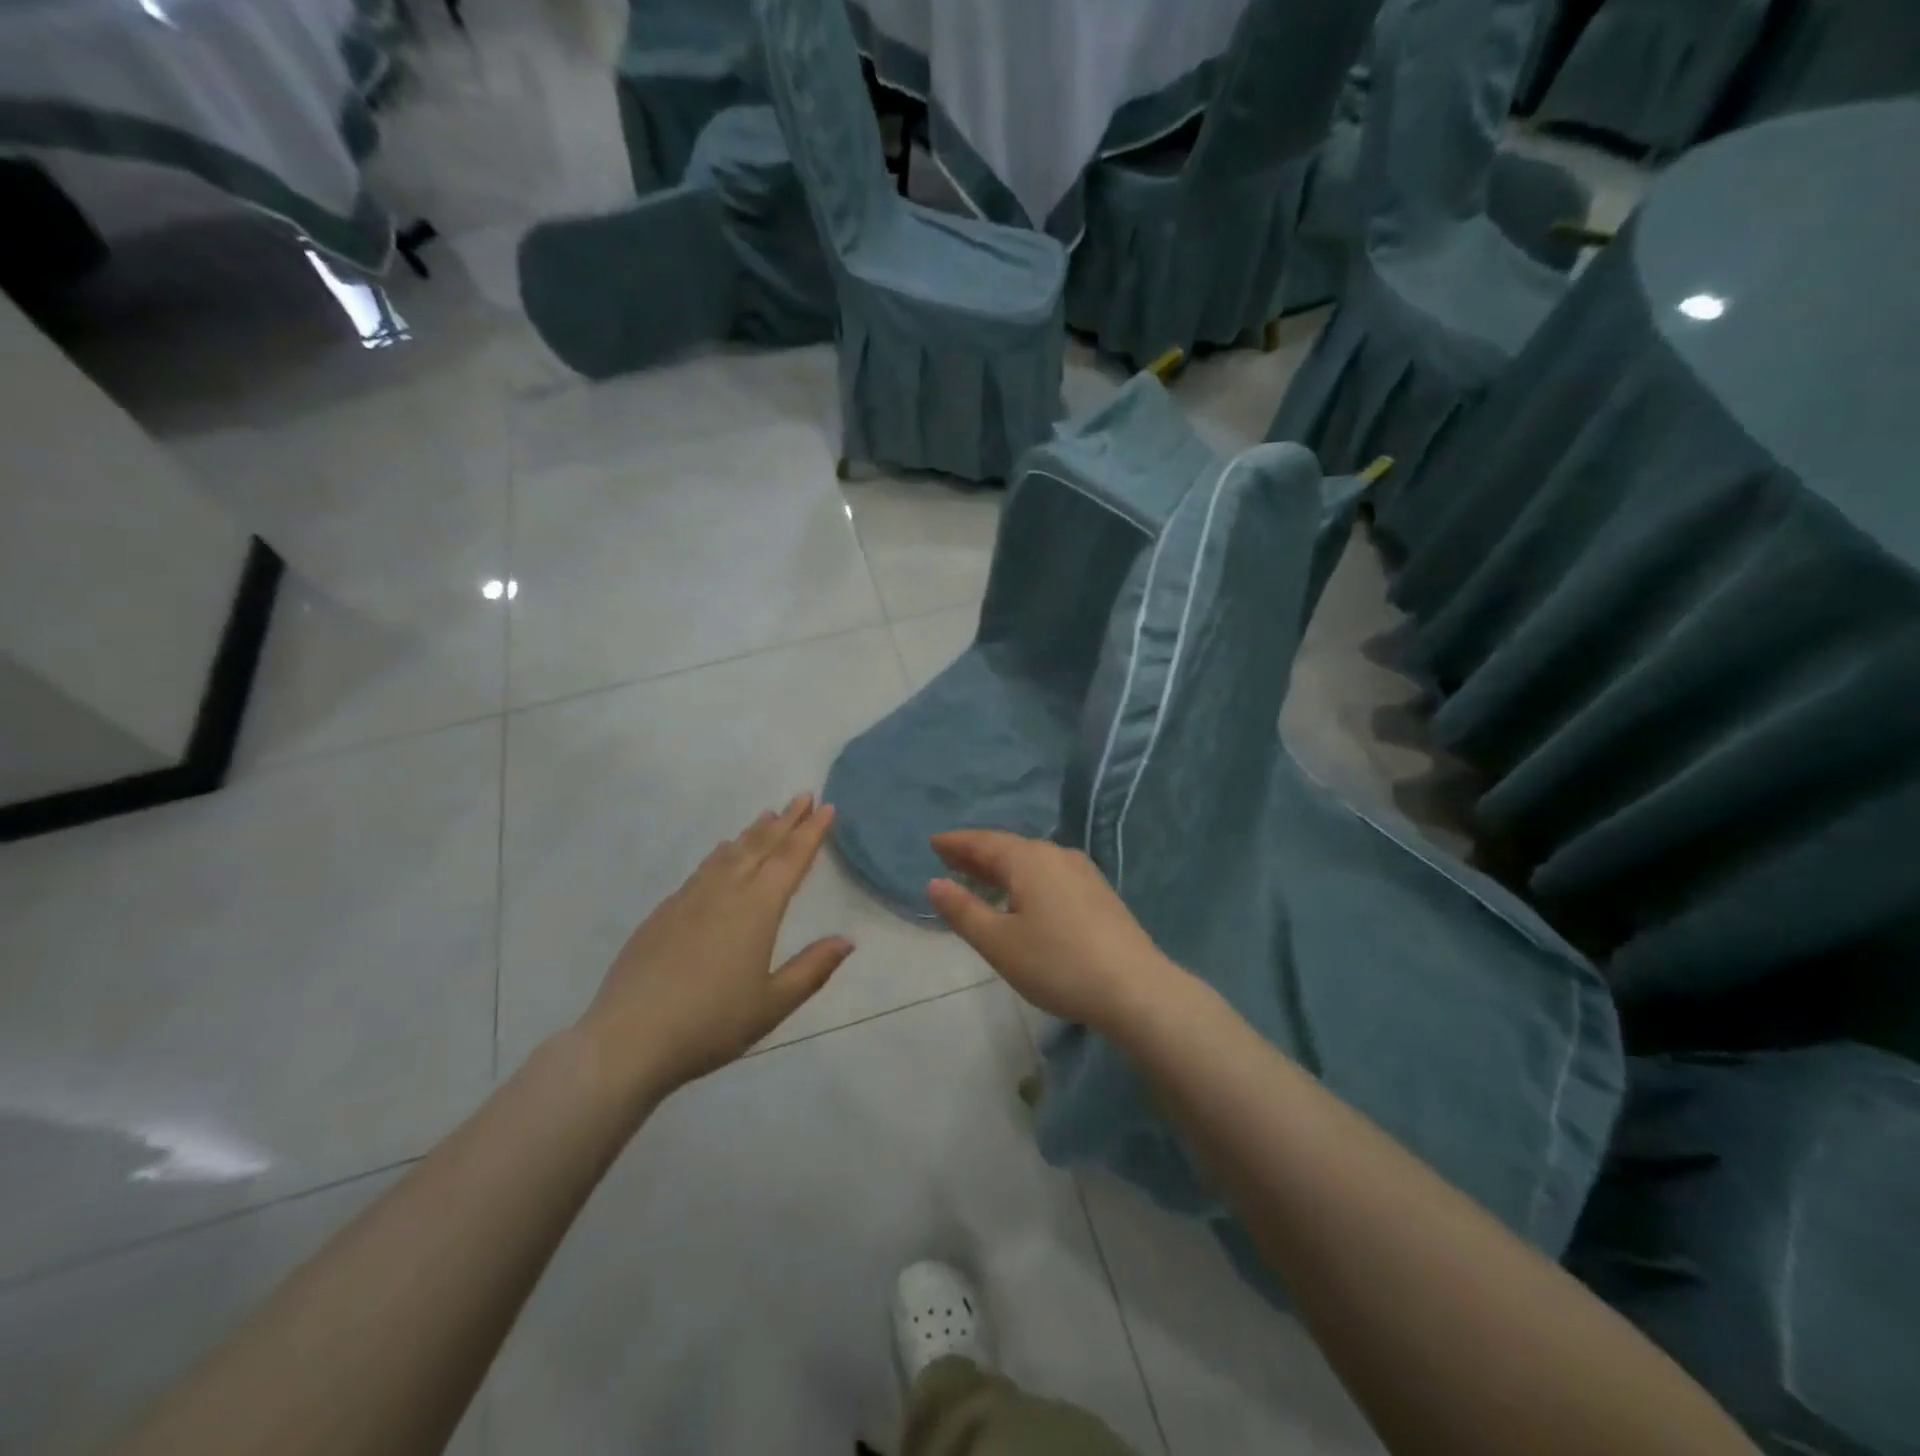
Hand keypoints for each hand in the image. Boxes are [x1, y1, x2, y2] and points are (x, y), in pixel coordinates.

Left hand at [579, 794, 853, 1102]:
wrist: (628, 1038)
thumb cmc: (711, 1023)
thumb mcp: (773, 1004)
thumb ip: (812, 969)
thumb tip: (847, 941)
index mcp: (758, 908)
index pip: (791, 859)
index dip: (811, 832)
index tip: (826, 806)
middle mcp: (725, 891)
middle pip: (761, 845)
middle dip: (786, 820)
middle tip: (803, 796)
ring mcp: (690, 898)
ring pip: (729, 852)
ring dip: (753, 832)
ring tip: (767, 815)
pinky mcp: (664, 912)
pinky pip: (703, 868)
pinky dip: (721, 853)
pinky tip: (721, 853)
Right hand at [926, 830, 1181, 1031]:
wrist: (1134, 989)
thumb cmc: (1057, 963)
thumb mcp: (999, 943)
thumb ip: (964, 911)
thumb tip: (935, 884)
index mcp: (1028, 859)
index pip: (983, 842)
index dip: (956, 843)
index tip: (934, 843)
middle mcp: (1056, 855)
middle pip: (1008, 848)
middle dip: (977, 854)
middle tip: (949, 859)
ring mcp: (1082, 872)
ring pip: (1032, 861)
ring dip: (1003, 867)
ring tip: (981, 878)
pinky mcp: (1098, 892)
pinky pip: (1050, 874)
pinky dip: (1026, 878)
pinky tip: (1023, 897)